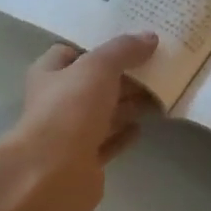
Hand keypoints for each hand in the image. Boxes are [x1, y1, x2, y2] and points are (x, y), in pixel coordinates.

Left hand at [0, 32, 158, 210]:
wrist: (53, 173)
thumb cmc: (70, 109)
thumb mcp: (98, 67)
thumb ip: (123, 50)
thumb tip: (150, 37)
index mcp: (50, 74)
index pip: (71, 52)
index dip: (99, 46)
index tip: (131, 43)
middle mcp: (57, 101)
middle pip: (93, 83)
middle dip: (122, 76)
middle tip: (157, 68)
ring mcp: (70, 133)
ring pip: (103, 113)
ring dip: (128, 105)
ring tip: (160, 94)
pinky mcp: (85, 160)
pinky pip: (108, 142)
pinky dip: (124, 134)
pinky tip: (143, 127)